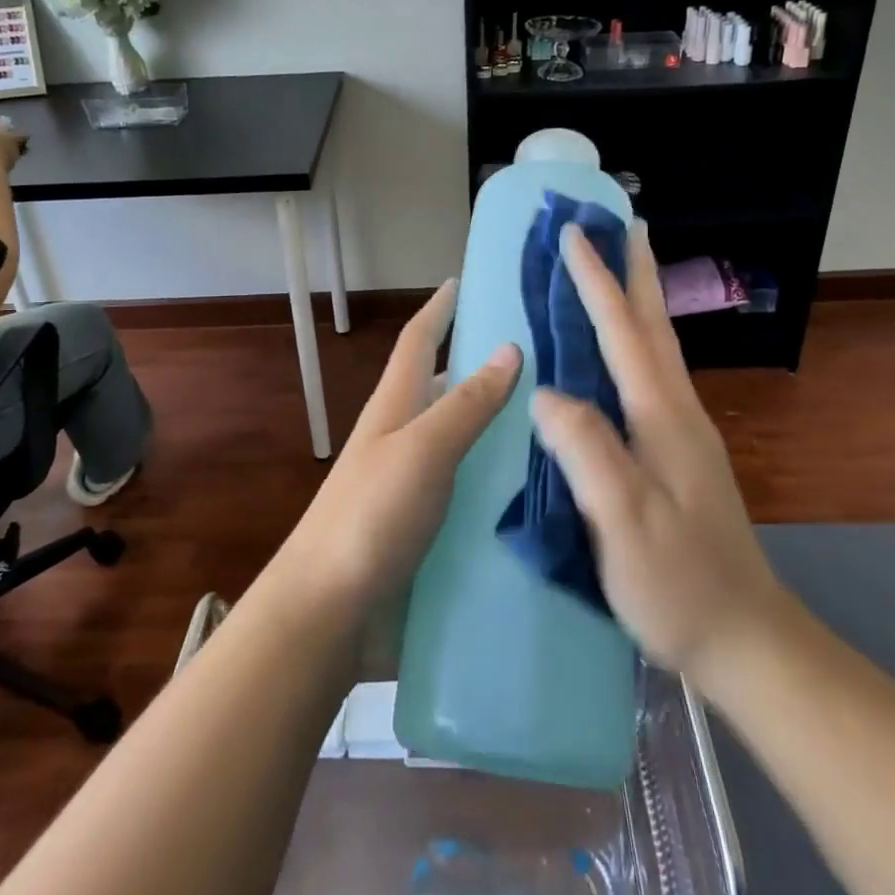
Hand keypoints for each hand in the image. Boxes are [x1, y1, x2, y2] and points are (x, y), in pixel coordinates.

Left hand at [277, 279, 520, 617]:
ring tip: (565, 421)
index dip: (438, 308)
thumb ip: (465, 404)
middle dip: (485, 366)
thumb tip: (509, 348)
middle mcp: (406, 439)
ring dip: (504, 428)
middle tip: (548, 356)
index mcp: (395, 408)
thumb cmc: (370, 517)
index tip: (463, 280)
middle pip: (447, 388)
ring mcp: (417, 486)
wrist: (329, 614)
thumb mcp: (421, 450)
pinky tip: (548, 492)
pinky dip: (505, 483)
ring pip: (467, 441)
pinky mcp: (431, 529)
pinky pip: (476, 492)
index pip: (417, 341)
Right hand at [531, 222, 779, 684]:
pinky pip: (649, 377)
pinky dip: (633, 342)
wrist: (744, 638)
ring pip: (656, 348)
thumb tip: (547, 393)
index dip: (597, 281)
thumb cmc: (679, 583)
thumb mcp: (625, 521)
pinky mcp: (678, 455)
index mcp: (662, 417)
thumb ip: (588, 451)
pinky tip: (617, 353)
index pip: (623, 332)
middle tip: (621, 225)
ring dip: (636, 301)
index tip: (574, 235)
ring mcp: (683, 433)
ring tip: (617, 270)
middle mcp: (677, 412)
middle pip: (653, 325)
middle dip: (635, 272)